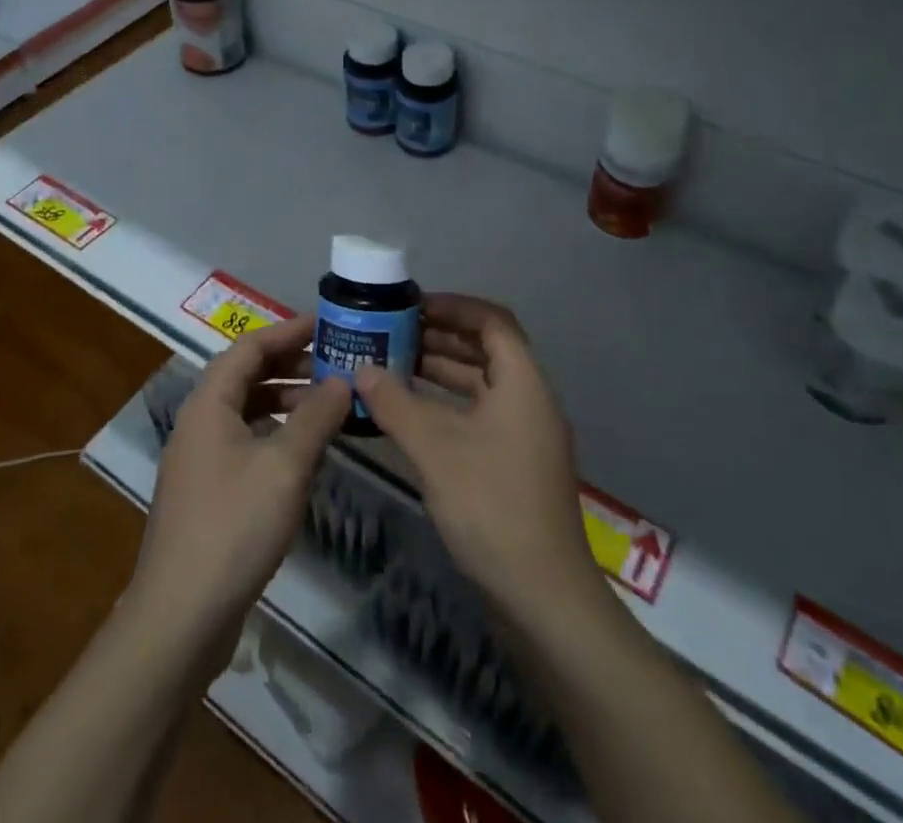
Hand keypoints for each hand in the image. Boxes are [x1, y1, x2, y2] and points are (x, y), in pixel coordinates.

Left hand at [132, 317, 350, 645]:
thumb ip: (317, 416)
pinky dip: (276, 435)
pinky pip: (245, 442)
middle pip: (246, 375)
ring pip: (246, 411)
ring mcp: (200, 460)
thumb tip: (343, 379)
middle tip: (336, 364)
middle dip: (291, 365)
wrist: (180, 617)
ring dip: (286, 401)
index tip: (328, 324)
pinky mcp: (207, 492)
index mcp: (209, 404)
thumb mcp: (286, 465)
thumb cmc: (234, 526)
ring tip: (328, 406)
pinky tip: (305, 454)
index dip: (289, 330)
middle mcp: (199, 423)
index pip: (250, 346)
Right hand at [353, 295, 601, 627]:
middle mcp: (529, 400)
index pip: (492, 321)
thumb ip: (395, 403)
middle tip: (392, 334)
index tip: (412, 306)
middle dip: (440, 338)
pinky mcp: (514, 465)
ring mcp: (524, 435)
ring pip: (480, 385)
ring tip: (392, 366)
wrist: (542, 597)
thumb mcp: (435, 448)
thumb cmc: (491, 506)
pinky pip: (479, 415)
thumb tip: (360, 370)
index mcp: (523, 382)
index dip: (453, 306)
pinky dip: (447, 407)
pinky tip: (410, 414)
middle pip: (486, 350)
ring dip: (440, 373)